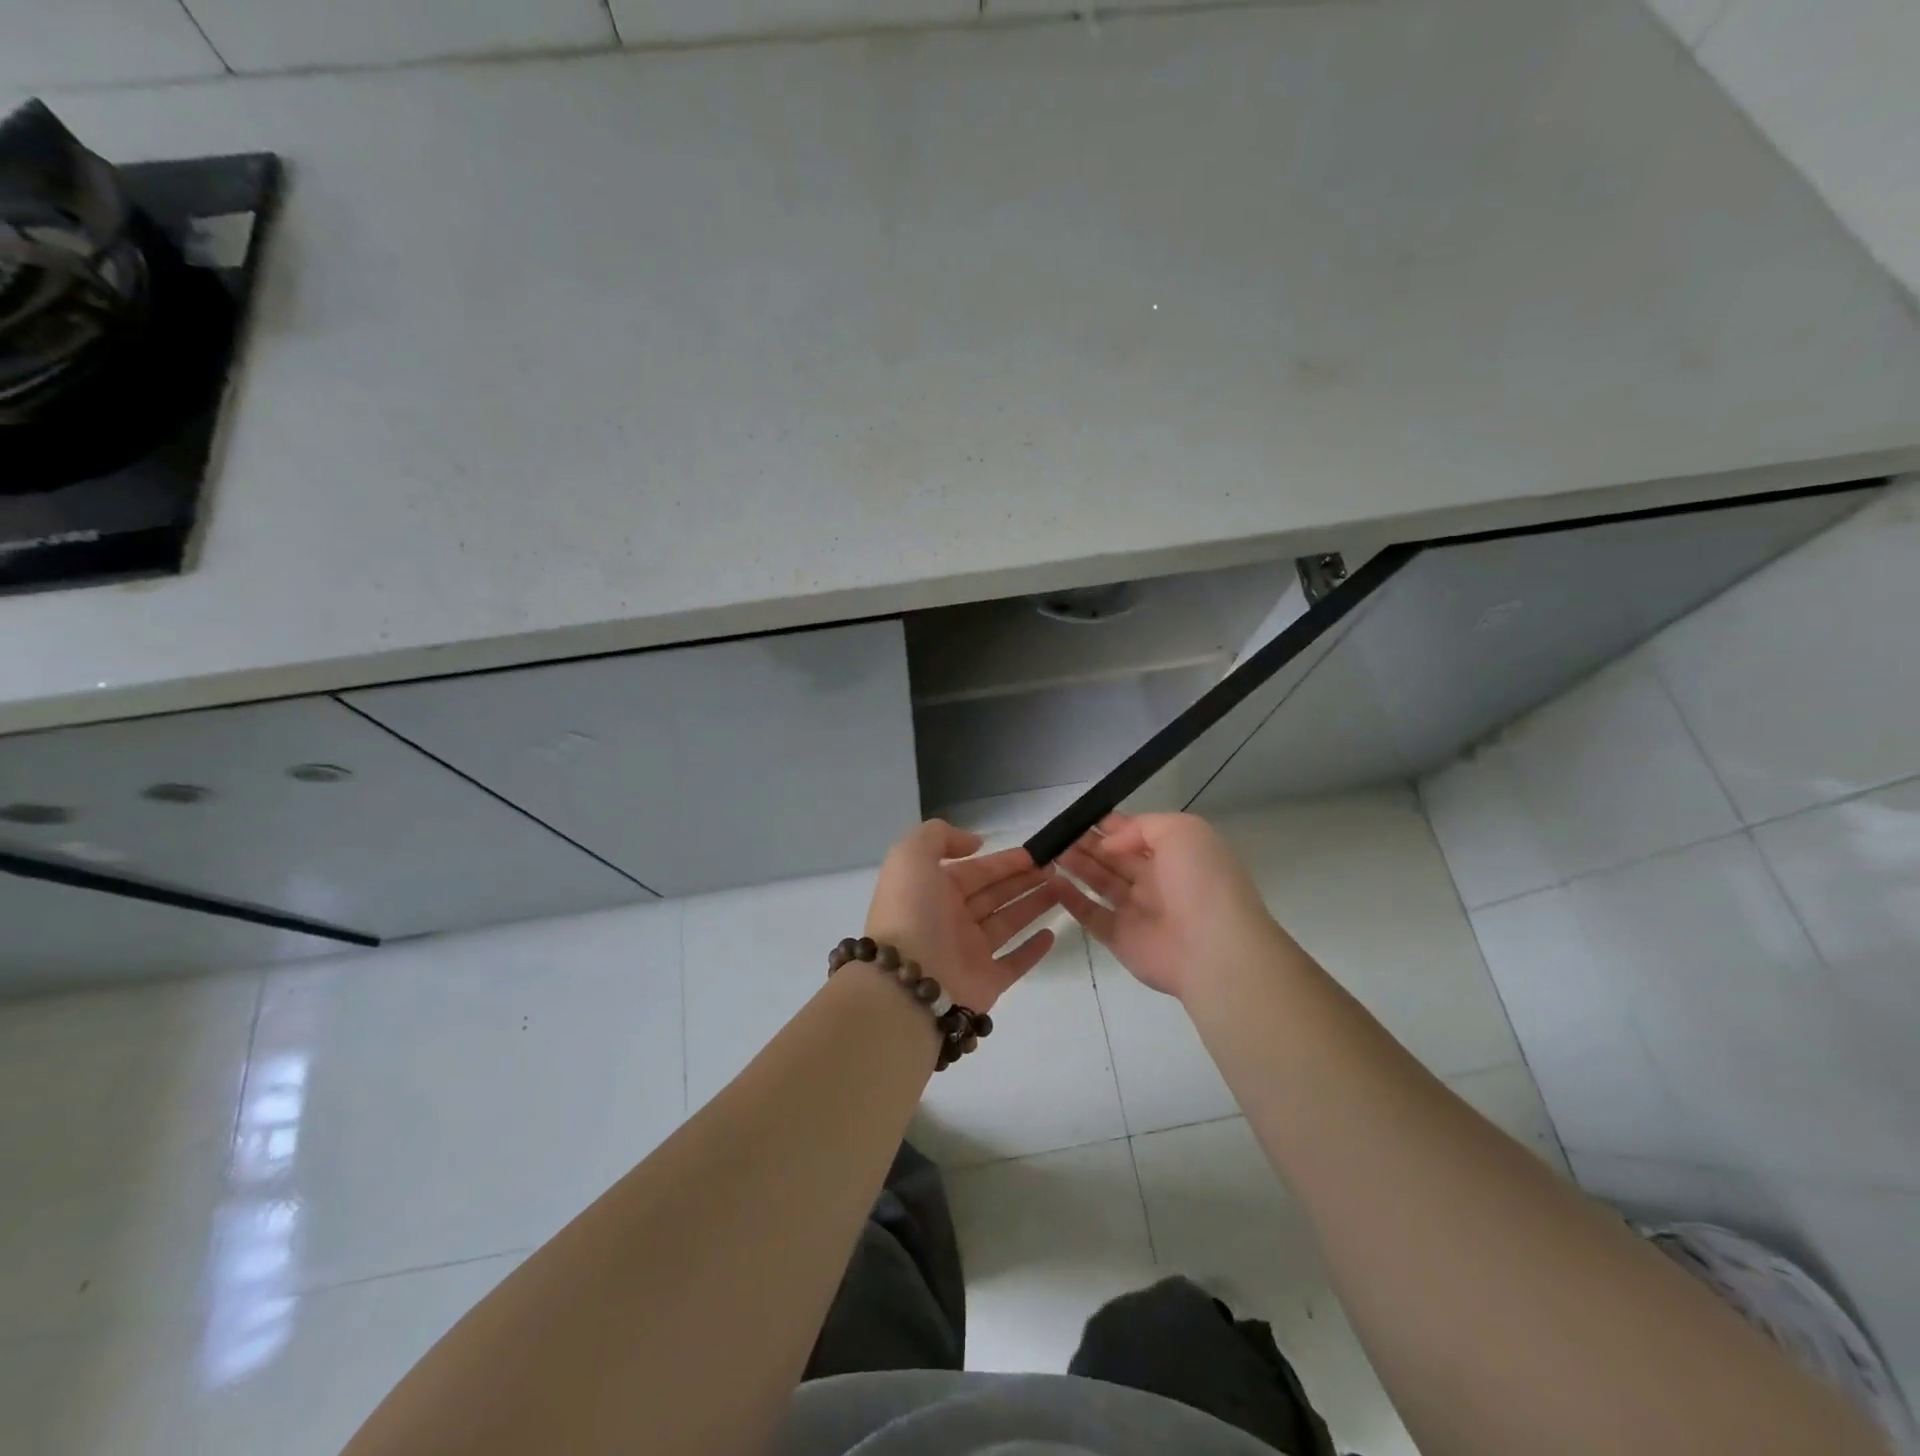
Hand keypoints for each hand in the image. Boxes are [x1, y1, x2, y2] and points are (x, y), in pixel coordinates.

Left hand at [863, 821, 1058, 1012]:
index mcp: (934, 890)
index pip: (976, 870)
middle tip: (1056, 868)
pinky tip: (1051, 933)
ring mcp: (970, 952)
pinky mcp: (987, 982)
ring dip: (1034, 905)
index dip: (1005, 861)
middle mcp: (952, 919)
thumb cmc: (911, 912)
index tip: (1035, 853)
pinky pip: (1014, 963)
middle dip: (1024, 879)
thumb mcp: (911, 856)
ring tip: (1063, 889)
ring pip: (1008, 922)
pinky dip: (1033, 950)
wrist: (908, 980)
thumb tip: (975, 843)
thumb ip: (939, 836)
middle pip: (995, 894)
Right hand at [1052, 811, 1283, 1000]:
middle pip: (1115, 857)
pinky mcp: (1120, 938)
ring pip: (1100, 882)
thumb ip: (1141, 827)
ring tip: (1050, 851)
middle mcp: (1156, 881)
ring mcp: (1137, 911)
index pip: (1136, 834)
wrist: (1213, 948)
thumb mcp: (1182, 831)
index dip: (1110, 825)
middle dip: (1088, 843)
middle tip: (1058, 834)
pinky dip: (1070, 899)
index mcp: (1175, 855)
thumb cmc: (1201, 882)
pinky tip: (1051, 882)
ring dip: (1077, 865)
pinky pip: (1091, 915)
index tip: (1080, 816)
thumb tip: (1109, 843)